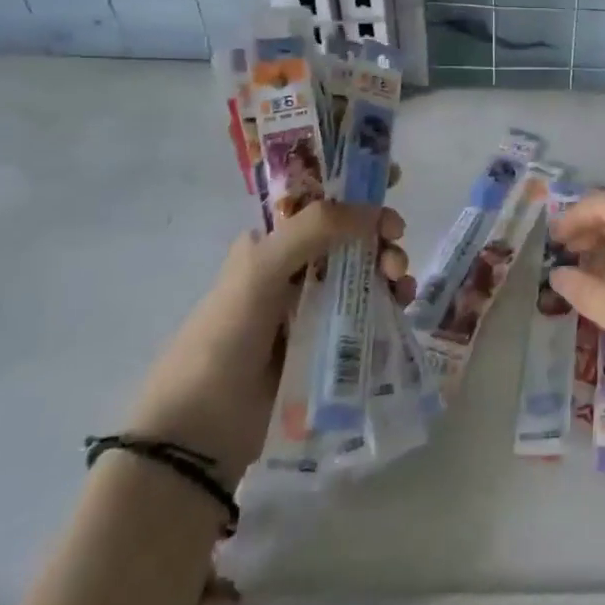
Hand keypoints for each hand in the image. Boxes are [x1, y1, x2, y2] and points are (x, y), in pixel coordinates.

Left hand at [127, 199, 407, 486]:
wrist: (202, 427)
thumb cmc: (225, 334)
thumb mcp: (262, 267)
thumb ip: (316, 229)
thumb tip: (374, 212)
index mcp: (272, 242)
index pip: (321, 201)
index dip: (356, 187)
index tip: (394, 176)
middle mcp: (295, 268)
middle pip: (352, 236)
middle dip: (380, 232)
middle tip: (396, 241)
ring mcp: (314, 306)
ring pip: (366, 271)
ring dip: (390, 265)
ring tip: (400, 280)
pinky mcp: (330, 342)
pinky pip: (370, 310)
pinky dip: (391, 300)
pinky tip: (402, 303)